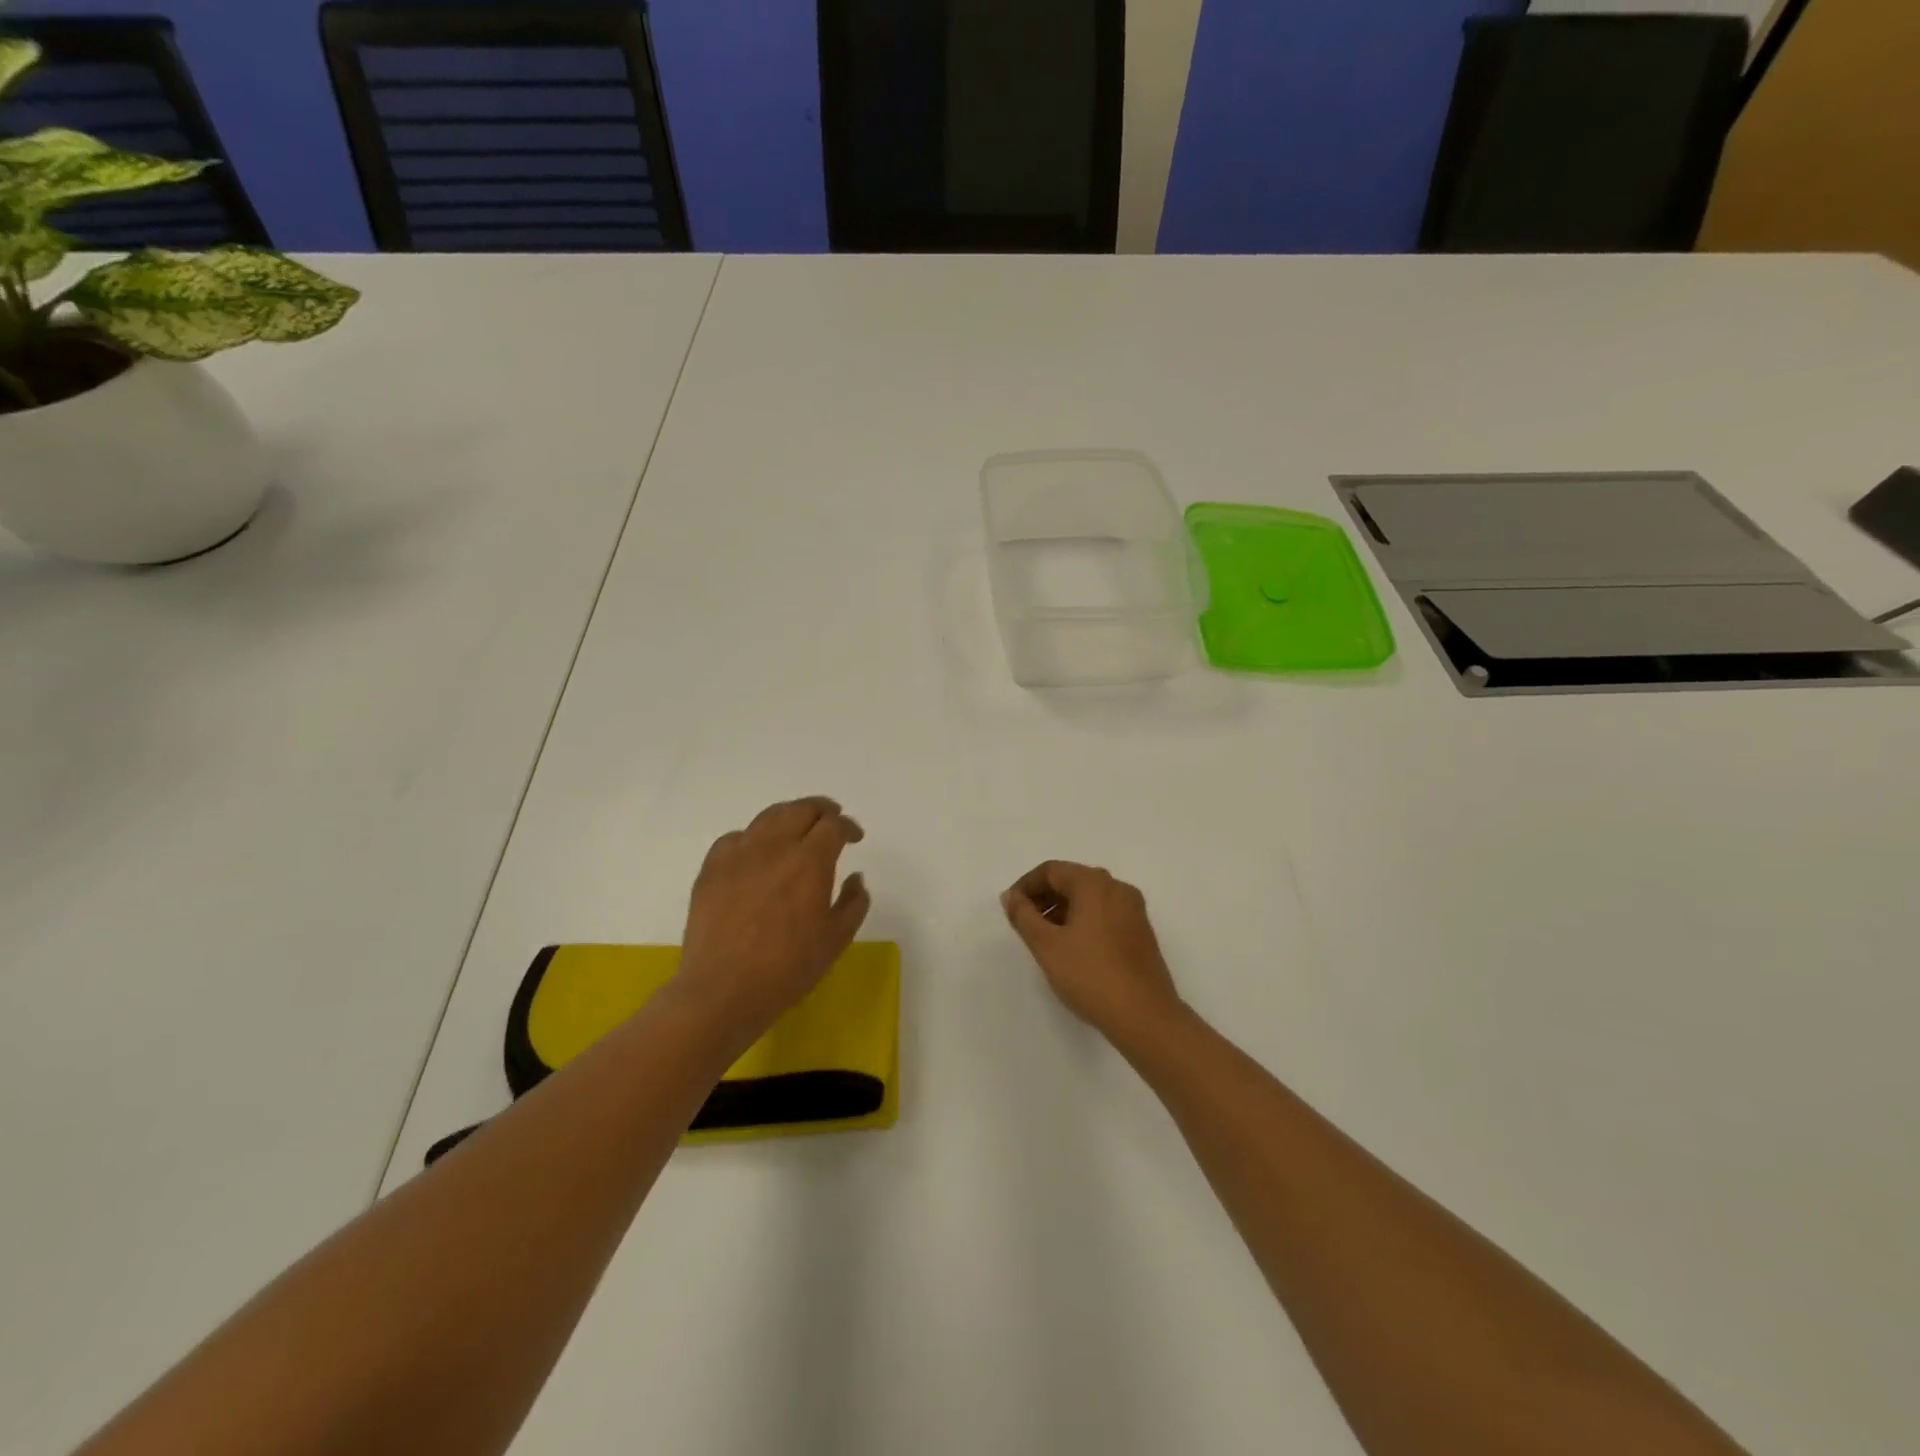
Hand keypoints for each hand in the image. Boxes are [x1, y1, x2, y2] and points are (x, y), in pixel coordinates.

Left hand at [677, 797, 870, 1035]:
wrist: (723, 991)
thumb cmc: (788, 968)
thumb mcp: (836, 939)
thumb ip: (854, 902)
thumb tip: (855, 877)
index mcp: (810, 860)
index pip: (834, 825)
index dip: (848, 827)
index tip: (854, 838)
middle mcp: (775, 846)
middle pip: (801, 809)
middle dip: (822, 810)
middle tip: (831, 821)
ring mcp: (739, 854)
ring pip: (768, 816)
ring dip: (790, 816)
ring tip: (797, 828)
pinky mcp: (712, 868)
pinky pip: (736, 838)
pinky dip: (754, 837)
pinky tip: (757, 853)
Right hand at [1002, 861, 1184, 1043]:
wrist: (1145, 1016)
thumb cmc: (1090, 975)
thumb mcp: (1047, 945)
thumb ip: (1023, 916)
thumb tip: (1011, 896)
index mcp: (1094, 884)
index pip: (1052, 870)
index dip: (1026, 886)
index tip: (1010, 908)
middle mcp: (1117, 888)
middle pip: (1072, 880)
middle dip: (1044, 897)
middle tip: (1024, 923)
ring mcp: (1133, 910)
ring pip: (1089, 898)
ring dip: (1062, 909)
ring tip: (1044, 938)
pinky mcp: (1141, 931)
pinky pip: (1104, 913)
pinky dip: (1083, 920)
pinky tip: (1072, 948)